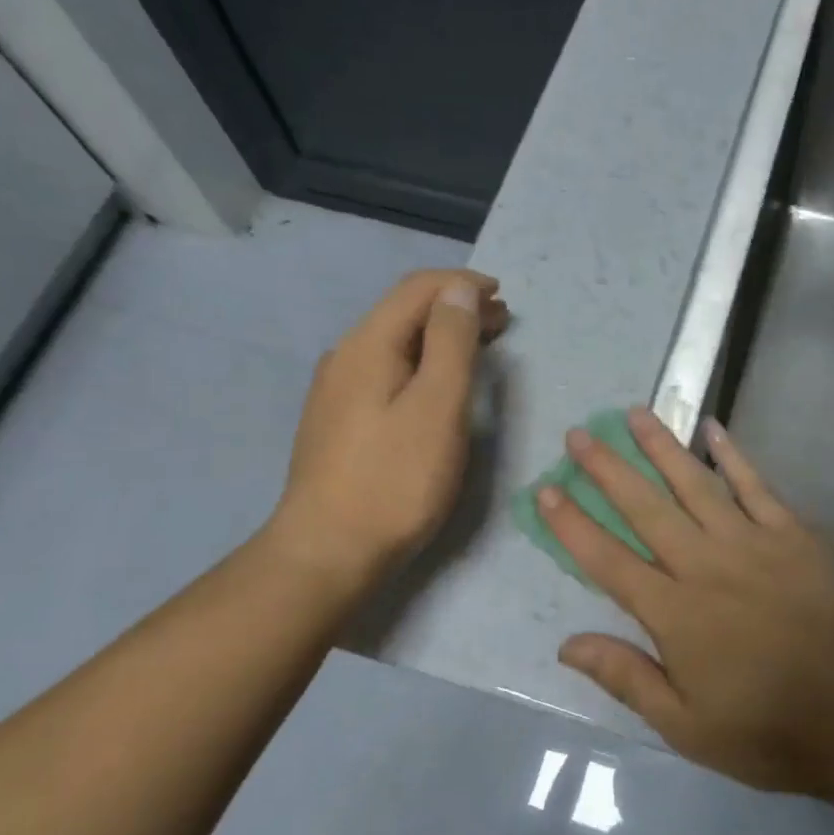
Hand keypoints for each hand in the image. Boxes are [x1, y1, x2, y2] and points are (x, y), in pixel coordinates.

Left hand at [264, 269, 507, 595]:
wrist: (328, 551)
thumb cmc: (395, 480)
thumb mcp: (437, 406)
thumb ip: (451, 343)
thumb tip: (460, 291)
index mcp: (367, 345)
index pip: (417, 289)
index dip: (463, 283)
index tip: (505, 296)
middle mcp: (346, 357)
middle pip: (404, 313)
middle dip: (456, 308)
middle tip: (503, 322)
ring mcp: (337, 391)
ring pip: (396, 344)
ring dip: (440, 337)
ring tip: (480, 348)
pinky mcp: (339, 421)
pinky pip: (387, 371)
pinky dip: (422, 364)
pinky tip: (437, 386)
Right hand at [539, 407, 833, 794]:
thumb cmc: (769, 729)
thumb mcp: (686, 726)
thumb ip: (626, 677)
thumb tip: (566, 643)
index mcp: (675, 612)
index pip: (609, 559)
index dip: (572, 524)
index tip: (546, 489)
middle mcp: (706, 565)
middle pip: (646, 508)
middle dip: (607, 469)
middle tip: (578, 434)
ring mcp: (753, 543)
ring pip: (696, 484)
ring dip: (661, 447)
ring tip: (634, 413)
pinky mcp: (794, 535)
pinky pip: (756, 486)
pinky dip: (733, 455)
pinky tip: (713, 428)